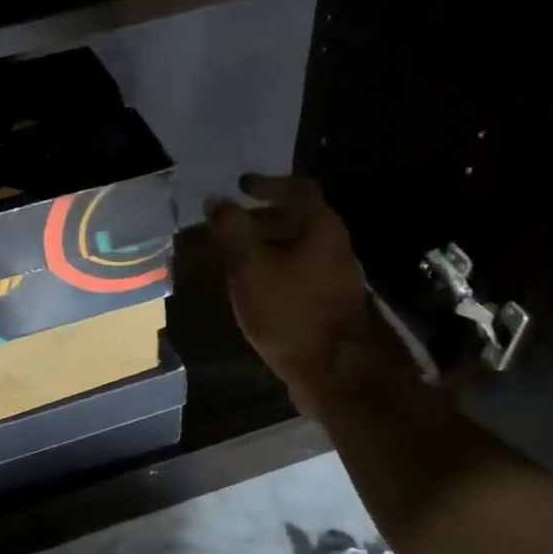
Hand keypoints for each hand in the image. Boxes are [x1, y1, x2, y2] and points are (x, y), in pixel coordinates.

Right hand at [205, 174, 401, 411]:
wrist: (331, 369)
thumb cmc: (288, 310)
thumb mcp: (250, 266)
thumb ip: (232, 229)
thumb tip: (216, 200)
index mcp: (320, 226)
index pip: (296, 188)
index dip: (266, 183)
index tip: (240, 186)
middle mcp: (335, 244)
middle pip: (298, 218)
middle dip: (262, 218)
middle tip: (230, 225)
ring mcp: (336, 275)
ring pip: (298, 247)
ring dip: (268, 245)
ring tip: (236, 257)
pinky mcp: (331, 301)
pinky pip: (300, 271)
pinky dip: (276, 267)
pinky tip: (255, 287)